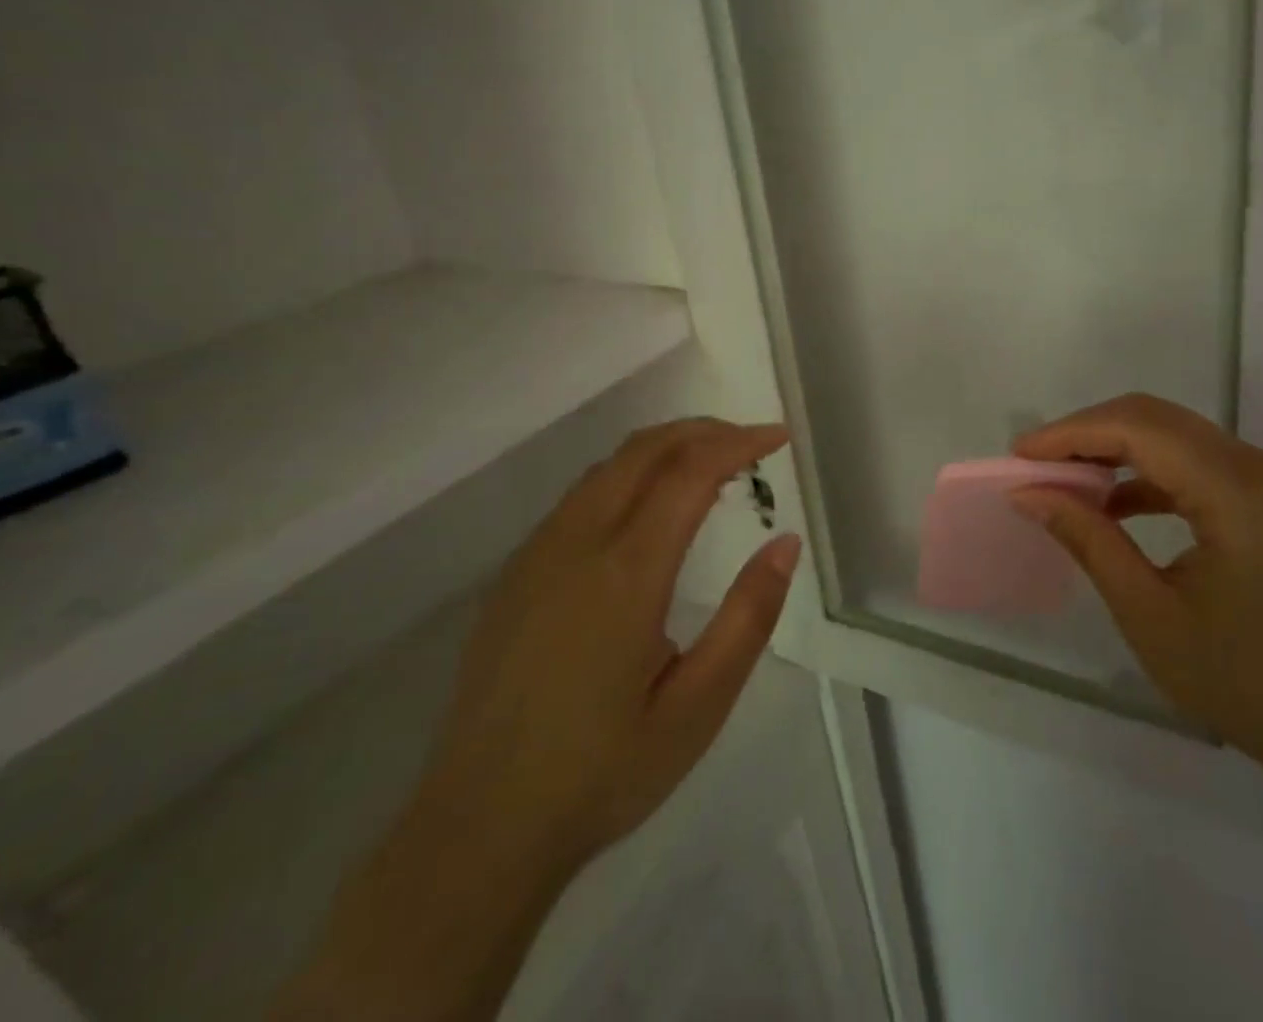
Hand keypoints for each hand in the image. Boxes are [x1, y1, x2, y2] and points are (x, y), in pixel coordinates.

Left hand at [412, 418, 800, 882]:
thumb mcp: (698, 707)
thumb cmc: (602, 773)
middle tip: (751, 442)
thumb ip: (748, 617)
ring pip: (609, 466)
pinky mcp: (515, 574)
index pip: (690, 472)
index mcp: (625, 573)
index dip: (739, 443)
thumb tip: (786, 543)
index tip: (778, 438)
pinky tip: (649, 509)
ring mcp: (537, 554)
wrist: (477, 830)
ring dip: (665, 448)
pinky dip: (630, 475)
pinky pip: (581, 495)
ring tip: (711, 466)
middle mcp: (576, 544)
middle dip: (703, 431)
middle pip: (645, 450)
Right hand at [1009, 394, 1262, 773]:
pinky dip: (1149, 472)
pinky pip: (1197, 462)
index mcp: (1234, 489)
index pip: (1138, 429)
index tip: (1020, 455)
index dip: (1072, 433)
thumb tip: (1029, 494)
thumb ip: (1088, 540)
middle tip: (1037, 463)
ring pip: (1175, 434)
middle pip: (1155, 418)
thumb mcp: (1150, 613)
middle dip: (1088, 433)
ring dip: (1117, 448)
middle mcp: (1257, 465)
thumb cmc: (1245, 680)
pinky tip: (1116, 505)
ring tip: (1067, 481)